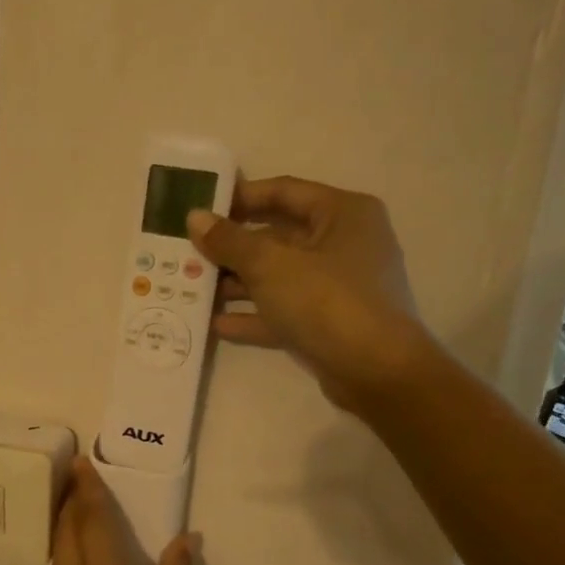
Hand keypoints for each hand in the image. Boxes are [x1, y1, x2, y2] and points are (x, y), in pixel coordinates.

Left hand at [46, 460, 195, 564]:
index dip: (87, 492)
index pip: (91, 525)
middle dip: (70, 503)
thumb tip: (185, 539)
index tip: (82, 464)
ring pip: (57, 559)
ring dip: (64, 529)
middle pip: (66, 536)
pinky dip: (66, 558)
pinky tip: (80, 559)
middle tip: (77, 476)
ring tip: (76, 508)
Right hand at [187, 176, 429, 413]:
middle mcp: (343, 244)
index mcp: (342, 213)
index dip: (239, 198)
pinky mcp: (327, 324)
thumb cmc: (327, 301)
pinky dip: (253, 316)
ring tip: (192, 288)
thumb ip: (229, 241)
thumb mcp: (270, 265)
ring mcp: (336, 287)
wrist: (375, 372)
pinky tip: (215, 324)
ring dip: (236, 283)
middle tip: (188, 252)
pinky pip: (283, 312)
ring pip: (278, 276)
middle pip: (277, 236)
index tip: (200, 208)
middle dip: (232, 247)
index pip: (283, 192)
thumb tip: (195, 217)